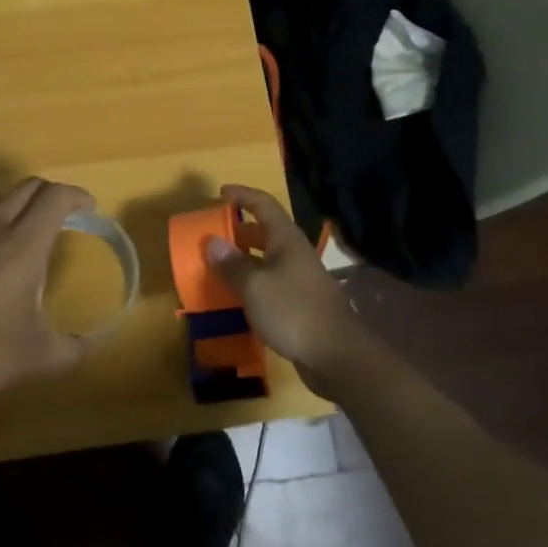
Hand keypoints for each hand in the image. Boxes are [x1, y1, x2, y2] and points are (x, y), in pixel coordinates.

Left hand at [0, 177, 92, 408]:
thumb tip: (93, 345)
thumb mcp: (37, 358)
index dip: (78, 196)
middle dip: (54, 196)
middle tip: (67, 220)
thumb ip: (73, 349)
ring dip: (19, 199)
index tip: (89, 211)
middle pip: (29, 186)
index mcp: (23, 245)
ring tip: (27, 226)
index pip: (55, 197)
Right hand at [203, 184, 373, 396]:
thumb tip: (211, 241)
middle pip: (266, 232)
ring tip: (219, 266)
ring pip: (268, 260)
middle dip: (240, 230)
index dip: (243, 195)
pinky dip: (252, 284)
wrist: (336, 355)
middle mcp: (294, 254)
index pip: (264, 205)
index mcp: (286, 240)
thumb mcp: (254, 286)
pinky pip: (271, 284)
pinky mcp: (301, 305)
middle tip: (215, 234)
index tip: (221, 191)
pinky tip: (238, 298)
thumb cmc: (293, 310)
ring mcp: (300, 280)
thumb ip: (231, 265)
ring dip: (244, 259)